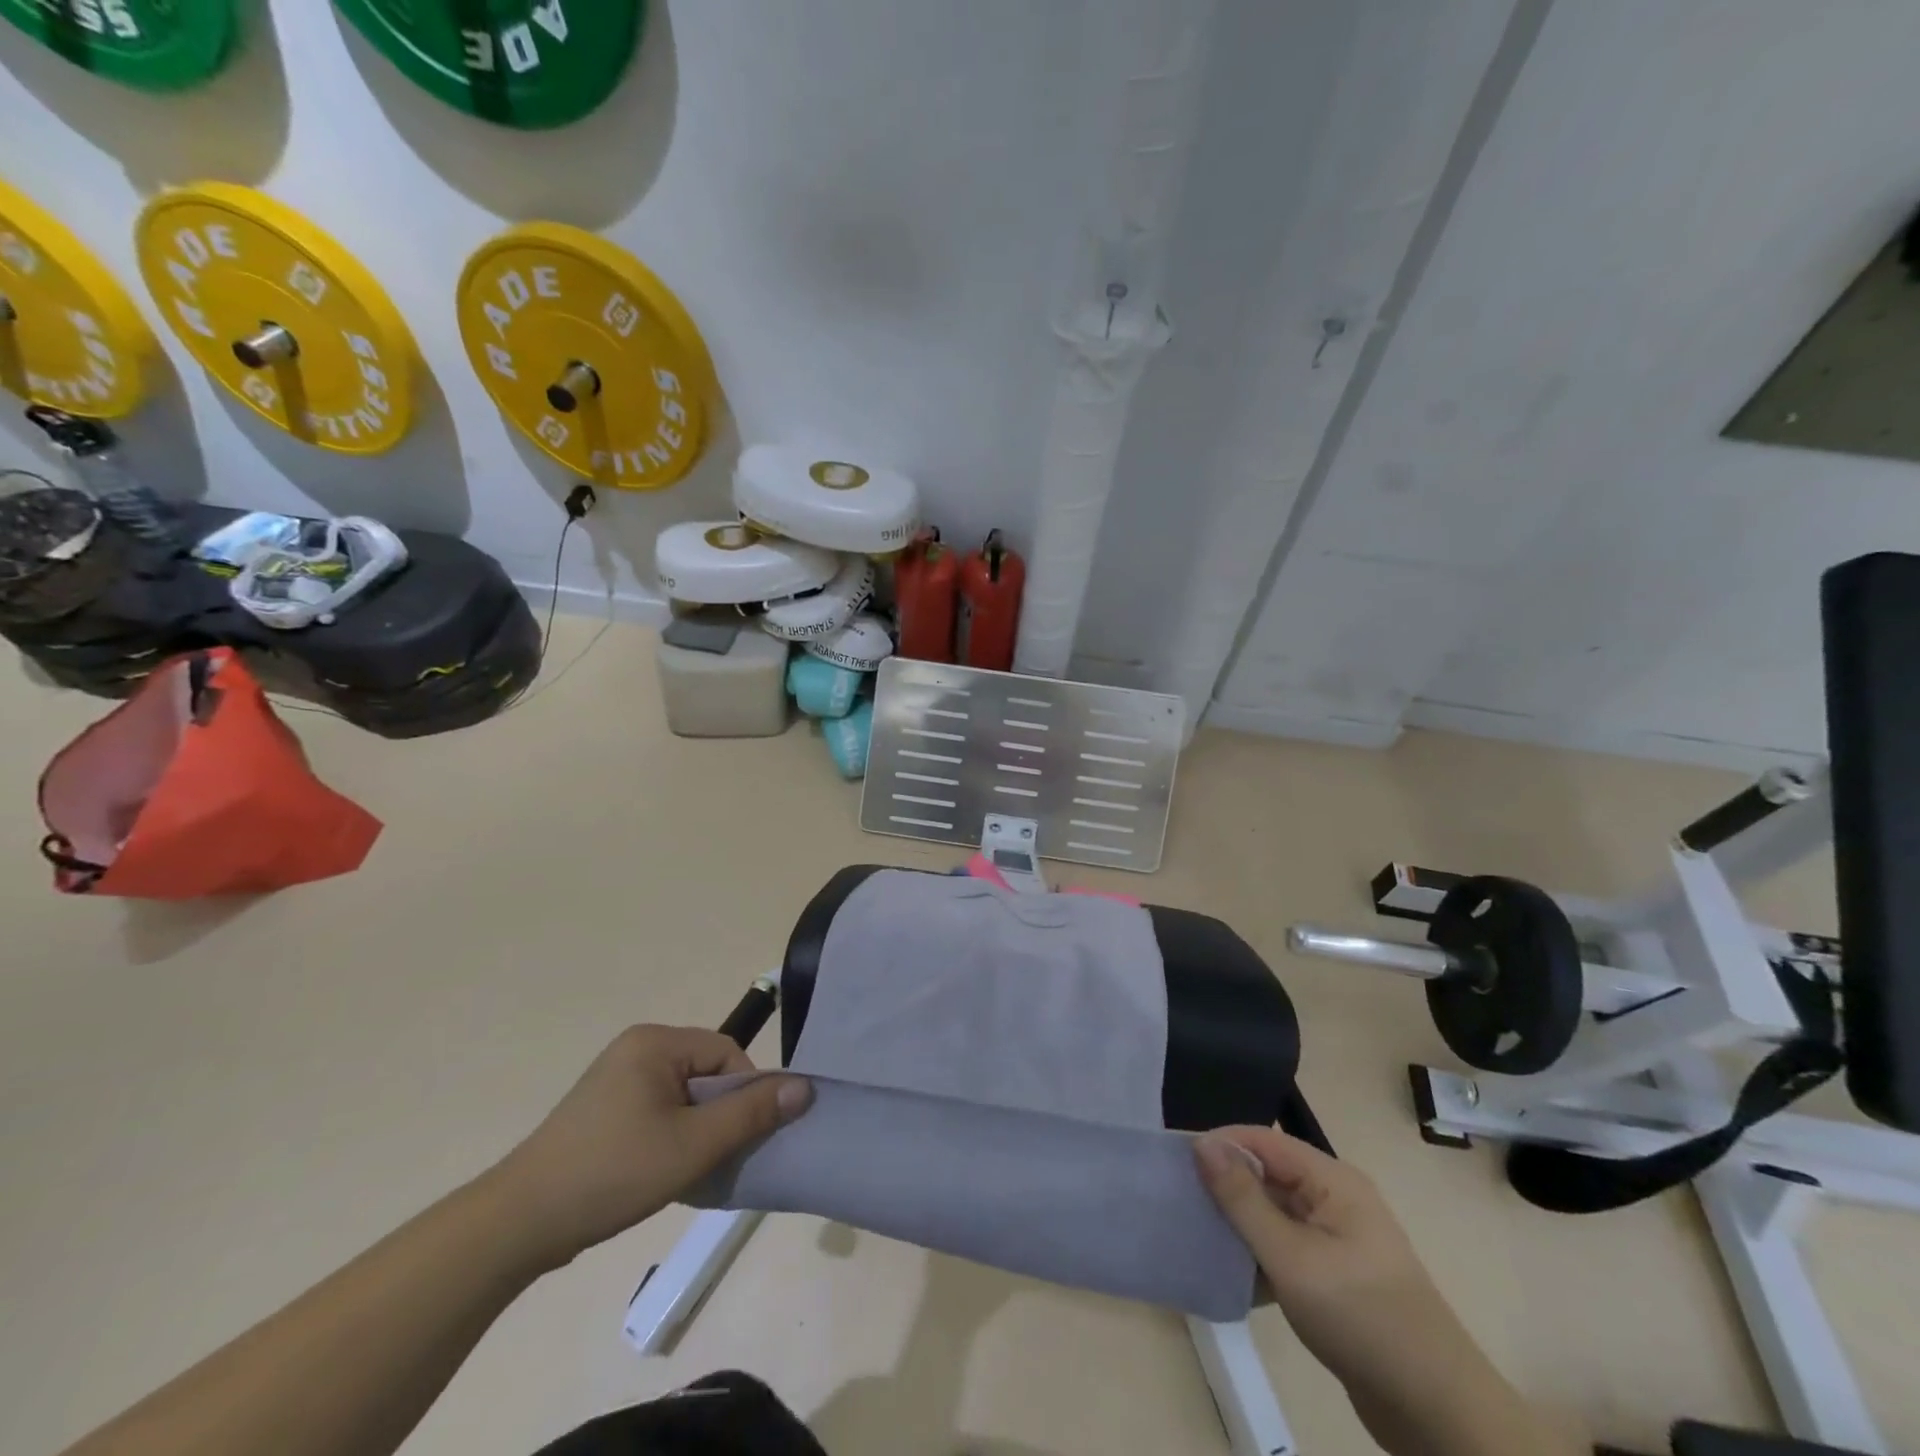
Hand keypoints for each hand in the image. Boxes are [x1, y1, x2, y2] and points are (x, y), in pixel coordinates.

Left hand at [488, 1025, 811, 1270]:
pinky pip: (658, 1109)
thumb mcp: (692, 1146)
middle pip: (706, 1072)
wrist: (518, 1225)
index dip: (744, 1094)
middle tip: (714, 1158)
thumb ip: (751, 1114)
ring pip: (684, 1095)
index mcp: (656, 1042)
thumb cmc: (613, 1173)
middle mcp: (636, 1047)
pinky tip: (660, 1170)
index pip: (727, 1054)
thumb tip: (805, 1087)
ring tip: (687, 1169)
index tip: (738, 1139)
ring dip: (696, 1129)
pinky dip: (670, 1135)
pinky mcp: (602, 1108)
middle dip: (719, 1114)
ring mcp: (615, 1077)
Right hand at [1194, 1127, 1449, 1384]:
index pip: (1263, 1140)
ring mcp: (1339, 1239)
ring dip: (1240, 1224)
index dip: (1220, 1145)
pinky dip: (1260, 1255)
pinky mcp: (1338, 1276)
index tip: (1176, 1164)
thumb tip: (1203, 1143)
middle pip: (1268, 1174)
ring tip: (1198, 1236)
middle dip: (1226, 1186)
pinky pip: (1287, 1247)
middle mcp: (1336, 1199)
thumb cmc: (1360, 1317)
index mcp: (1332, 1180)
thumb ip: (1243, 1199)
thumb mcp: (1290, 1257)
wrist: (1436, 1412)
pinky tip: (1232, 1275)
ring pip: (1275, 1213)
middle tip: (1181, 1202)